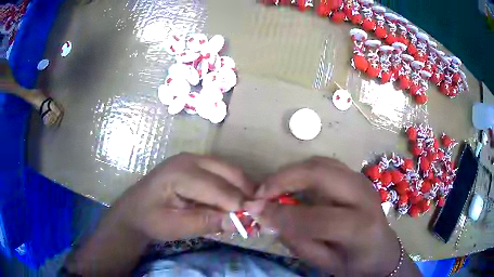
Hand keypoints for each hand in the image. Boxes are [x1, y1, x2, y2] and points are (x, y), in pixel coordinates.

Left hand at [111, 153, 254, 240]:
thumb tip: (240, 222)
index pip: (218, 187)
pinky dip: (233, 187)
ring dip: (242, 189)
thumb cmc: (151, 219)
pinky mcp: (196, 165)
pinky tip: (235, 203)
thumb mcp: (176, 227)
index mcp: (180, 172)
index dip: (239, 204)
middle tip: (257, 214)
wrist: (134, 209)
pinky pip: (223, 173)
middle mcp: (190, 159)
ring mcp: (194, 159)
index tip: (256, 219)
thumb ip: (207, 223)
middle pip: (229, 172)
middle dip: (246, 193)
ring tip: (248, 210)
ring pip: (229, 171)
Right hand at [245, 157, 407, 275]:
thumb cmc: (354, 262)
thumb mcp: (324, 263)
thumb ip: (296, 241)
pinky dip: (302, 171)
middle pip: (321, 174)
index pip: (316, 217)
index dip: (281, 215)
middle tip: (260, 193)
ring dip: (291, 172)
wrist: (382, 250)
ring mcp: (361, 181)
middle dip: (283, 179)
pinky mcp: (356, 176)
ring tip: (272, 188)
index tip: (253, 211)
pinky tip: (292, 185)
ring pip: (321, 163)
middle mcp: (363, 196)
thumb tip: (268, 216)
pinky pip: (325, 165)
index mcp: (360, 226)